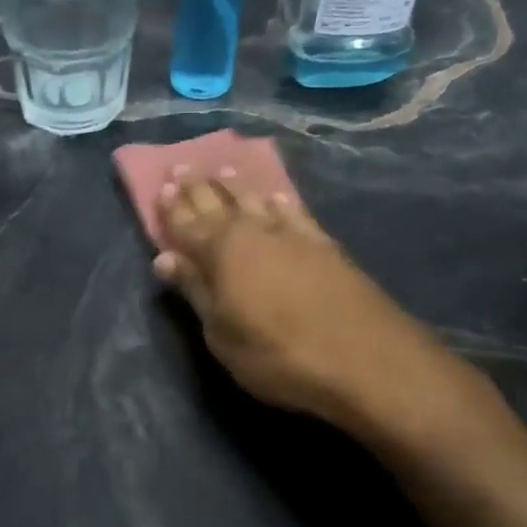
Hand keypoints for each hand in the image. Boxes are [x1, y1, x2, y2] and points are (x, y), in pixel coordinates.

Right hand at [153, 170, 494, 448]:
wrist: (365, 359)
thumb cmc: (278, 355)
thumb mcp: (222, 334)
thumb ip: (195, 292)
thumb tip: (165, 259)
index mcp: (221, 252)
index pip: (187, 223)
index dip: (172, 208)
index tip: (161, 188)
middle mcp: (254, 232)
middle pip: (219, 203)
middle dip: (198, 187)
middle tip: (183, 167)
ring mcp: (293, 235)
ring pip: (256, 200)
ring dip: (237, 186)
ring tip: (223, 171)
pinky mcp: (325, 245)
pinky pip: (295, 212)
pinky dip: (281, 201)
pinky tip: (277, 196)